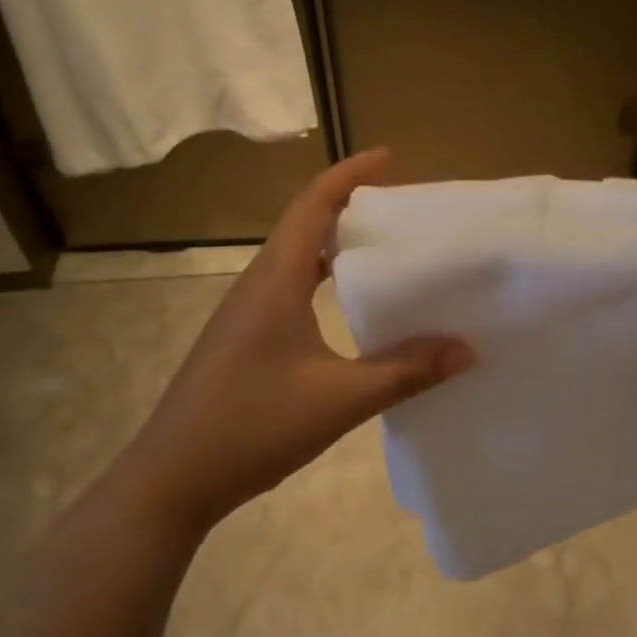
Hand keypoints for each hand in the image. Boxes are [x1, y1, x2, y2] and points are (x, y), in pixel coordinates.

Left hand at [117, 149, 473, 535]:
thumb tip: (465, 350)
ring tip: (383, 245)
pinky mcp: (243, 336)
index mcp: (276, 280)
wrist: (171, 479)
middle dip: (348, 202)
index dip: (350, 174)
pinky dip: (321, 275)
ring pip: (294, 255)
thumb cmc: (251, 426)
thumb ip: (404, 372)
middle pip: (304, 222)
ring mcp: (245, 310)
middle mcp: (258, 283)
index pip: (313, 205)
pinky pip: (288, 284)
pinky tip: (347, 304)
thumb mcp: (338, 400)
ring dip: (334, 240)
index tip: (390, 157)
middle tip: (400, 205)